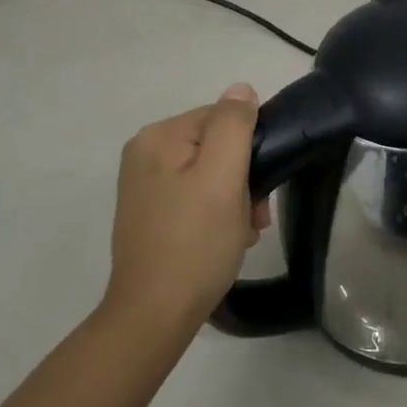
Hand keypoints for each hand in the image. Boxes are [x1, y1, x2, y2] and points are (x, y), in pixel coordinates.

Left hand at [102, 83, 267, 339]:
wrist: (153, 316)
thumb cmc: (195, 243)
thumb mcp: (222, 178)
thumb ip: (233, 126)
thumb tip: (241, 89)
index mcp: (158, 137)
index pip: (222, 119)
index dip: (250, 149)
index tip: (261, 189)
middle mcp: (145, 154)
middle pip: (215, 147)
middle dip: (243, 179)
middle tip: (255, 218)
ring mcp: (144, 186)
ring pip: (209, 174)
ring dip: (234, 199)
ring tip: (243, 234)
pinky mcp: (149, 214)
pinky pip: (194, 197)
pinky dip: (216, 214)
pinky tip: (225, 240)